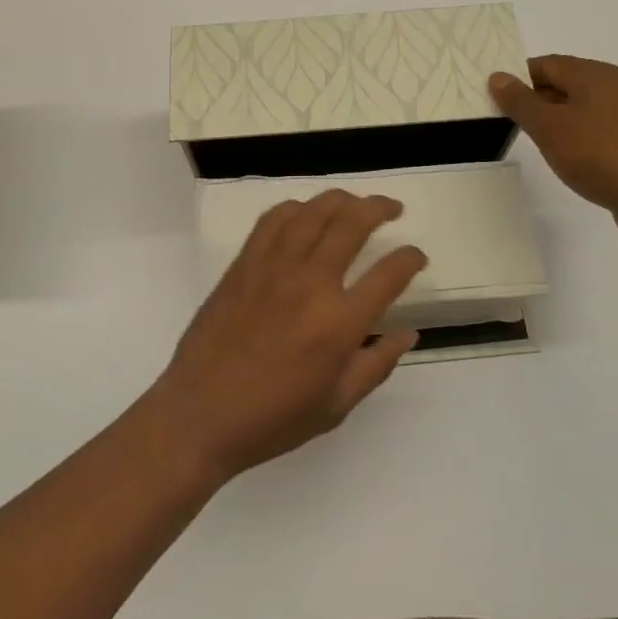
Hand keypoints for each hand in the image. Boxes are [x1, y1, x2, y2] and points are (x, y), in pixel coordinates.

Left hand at [143, 190, 426, 483]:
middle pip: (353, 223)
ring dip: (342, 199)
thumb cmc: (273, 419)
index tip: (417, 255)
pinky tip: (306, 214)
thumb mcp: (336, 406)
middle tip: (393, 209)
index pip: (389, 274)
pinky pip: (274, 219)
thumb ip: (377, 364)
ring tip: (355, 203)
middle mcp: (311, 283)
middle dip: (380, 208)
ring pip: (315, 211)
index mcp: (339, 324)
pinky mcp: (245, 262)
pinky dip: (296, 208)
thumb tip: (409, 333)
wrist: (200, 414)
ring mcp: (274, 267)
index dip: (410, 258)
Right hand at [490, 55, 617, 246]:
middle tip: (515, 123)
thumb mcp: (548, 127)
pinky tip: (576, 158)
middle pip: (567, 82)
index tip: (501, 101)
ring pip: (586, 106)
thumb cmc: (597, 155)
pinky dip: (584, 135)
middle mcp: (617, 84)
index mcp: (594, 73)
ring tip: (543, 143)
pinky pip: (604, 127)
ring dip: (561, 119)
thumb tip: (498, 76)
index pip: (546, 64)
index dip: (520, 79)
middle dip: (539, 99)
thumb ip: (520, 100)